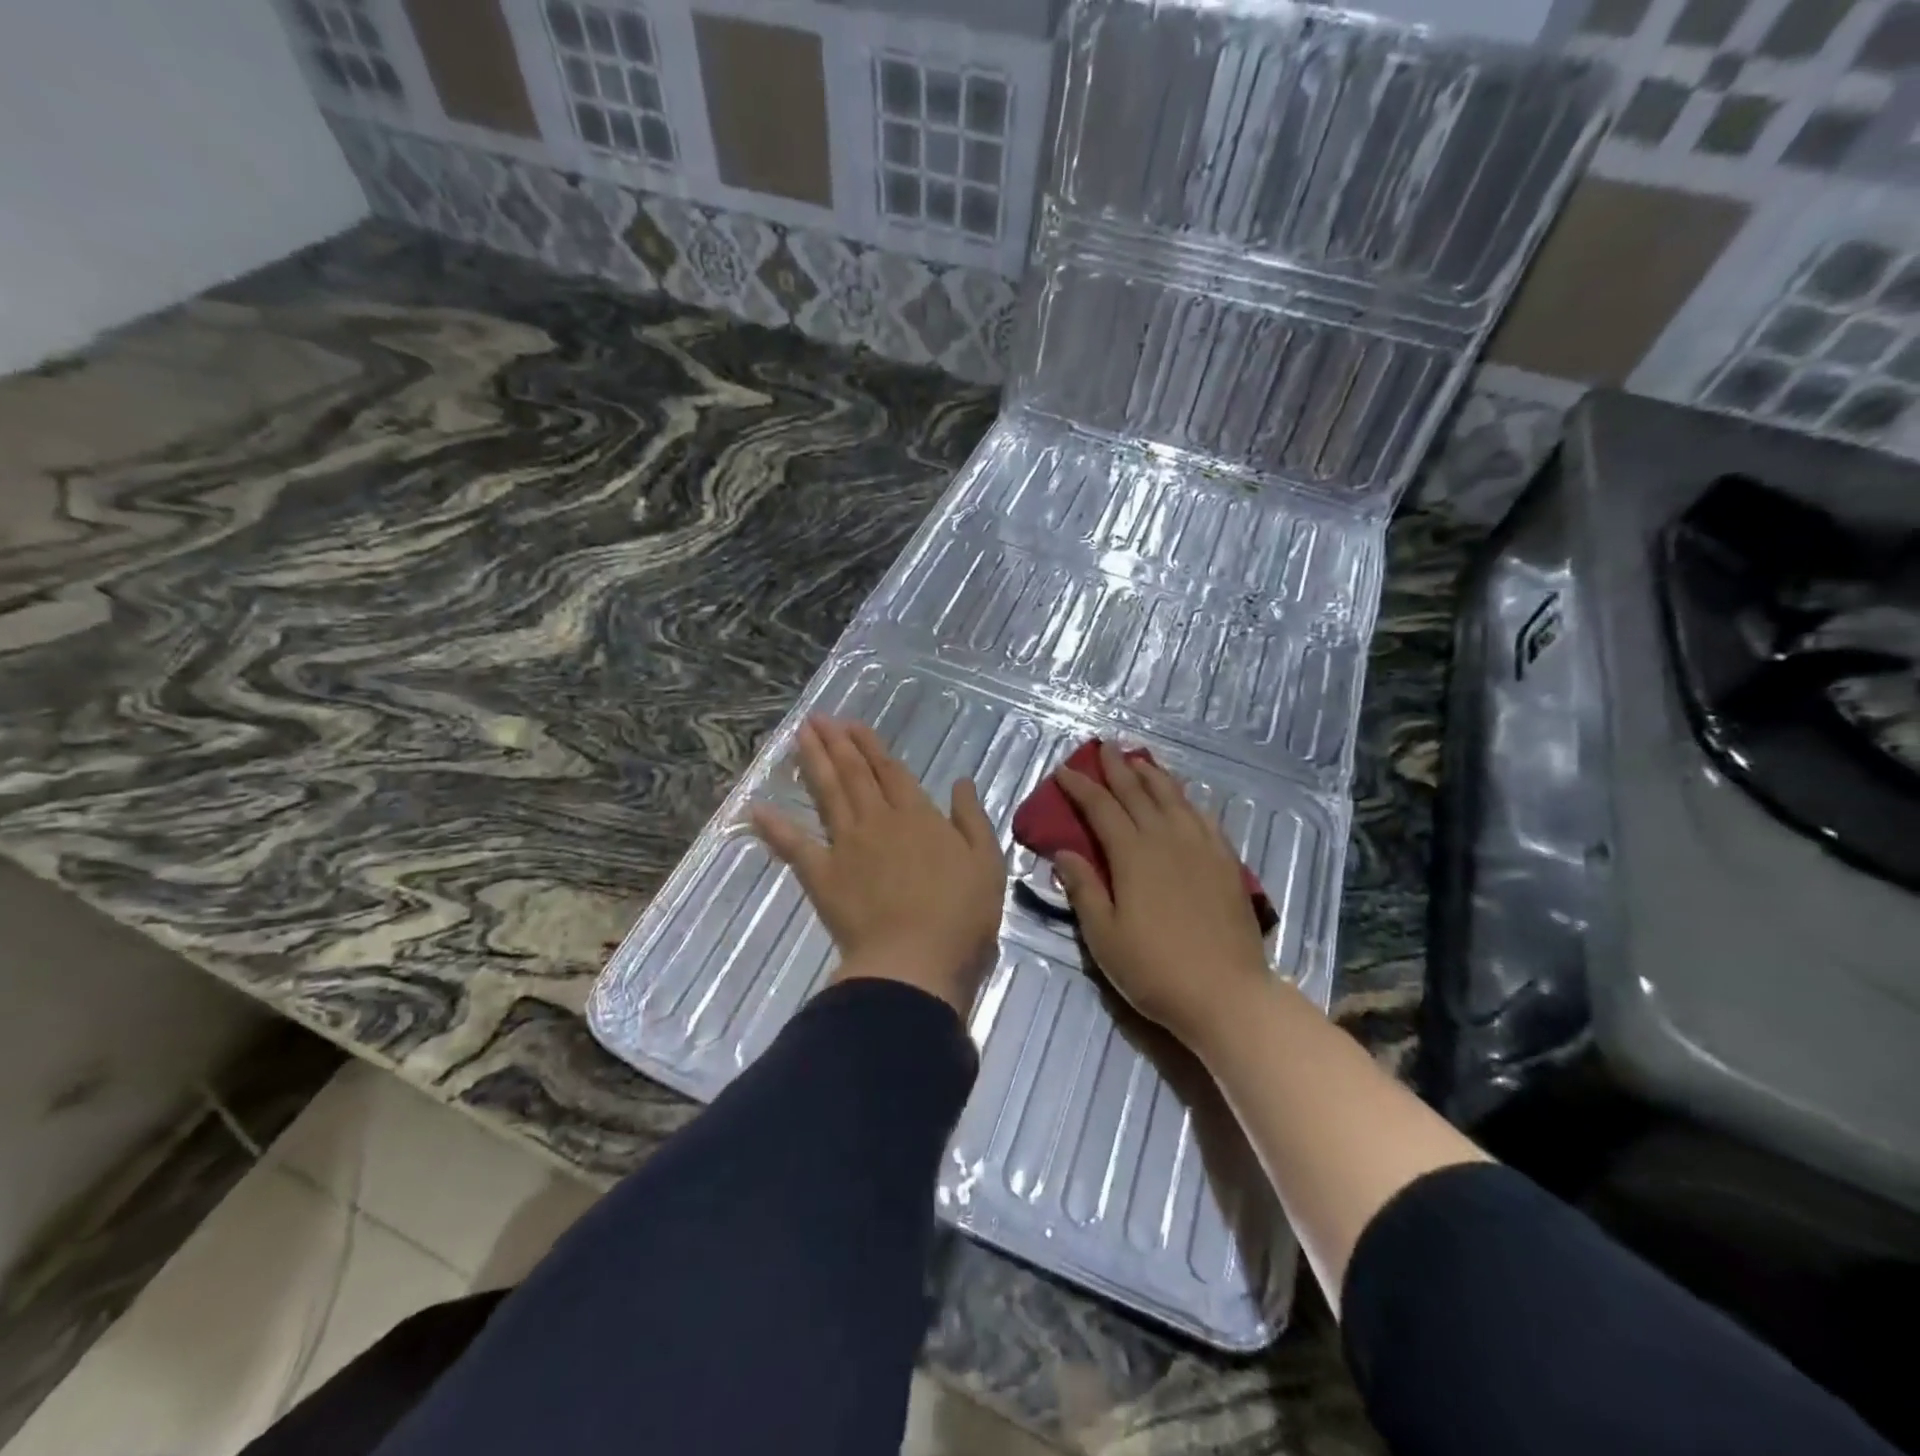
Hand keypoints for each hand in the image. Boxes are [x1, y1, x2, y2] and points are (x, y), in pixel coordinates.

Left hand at [750, 717, 1005, 1016]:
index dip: (871, 746)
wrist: (915, 960)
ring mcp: (846, 845)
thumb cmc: (960, 915)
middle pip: (854, 774)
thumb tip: (961, 781)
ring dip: (813, 763)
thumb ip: (971, 818)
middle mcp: (878, 820)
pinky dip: (775, 827)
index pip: (890, 771)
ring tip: (799, 736)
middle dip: (836, 743)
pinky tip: (757, 808)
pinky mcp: (822, 875)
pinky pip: (794, 846)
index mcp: (918, 816)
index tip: (852, 724)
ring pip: (827, 794)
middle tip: (817, 718)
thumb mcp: (986, 862)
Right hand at [1053, 742, 1269, 1051]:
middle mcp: (1166, 838)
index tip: (1064, 770)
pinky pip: (1203, 817)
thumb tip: (1063, 851)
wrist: (1227, 994)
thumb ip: (1083, 888)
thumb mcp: (1104, 936)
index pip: (1101, 808)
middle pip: (1137, 793)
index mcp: (1132, 855)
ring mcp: (1201, 847)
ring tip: (1140, 760)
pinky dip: (1187, 799)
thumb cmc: (1155, 969)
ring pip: (1173, 797)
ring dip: (1153, 775)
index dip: (1080, 787)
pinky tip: (1183, 797)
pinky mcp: (1226, 861)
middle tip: (1103, 748)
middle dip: (1117, 768)